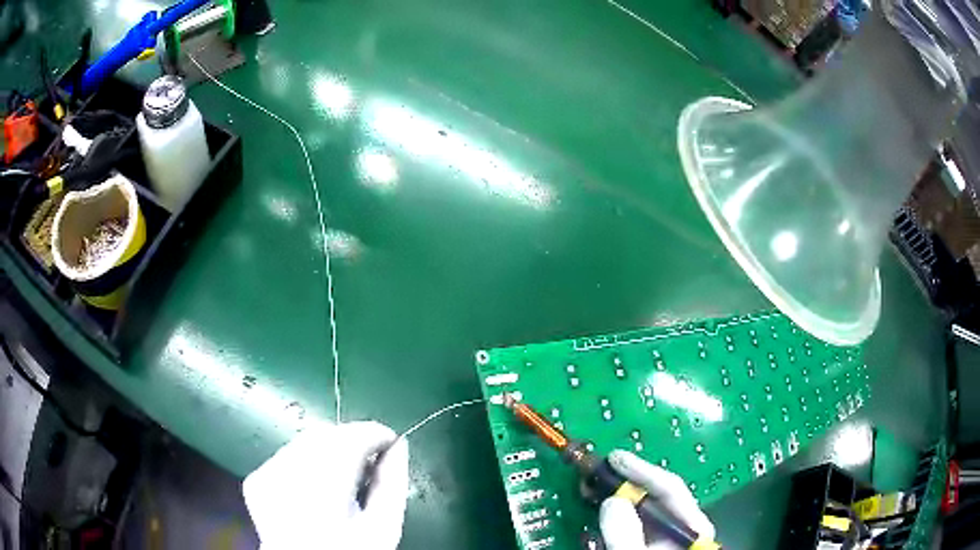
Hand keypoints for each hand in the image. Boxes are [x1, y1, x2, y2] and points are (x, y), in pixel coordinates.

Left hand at [242, 421, 409, 549]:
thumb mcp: (383, 528)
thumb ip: (392, 483)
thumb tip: (399, 446)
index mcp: (324, 491)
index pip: (350, 439)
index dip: (375, 434)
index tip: (391, 443)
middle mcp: (288, 476)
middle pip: (325, 436)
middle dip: (351, 441)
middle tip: (370, 463)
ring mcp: (266, 476)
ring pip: (305, 442)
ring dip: (329, 450)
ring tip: (344, 478)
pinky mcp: (256, 480)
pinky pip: (287, 456)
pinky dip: (306, 461)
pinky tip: (316, 486)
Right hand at [599, 450, 715, 549]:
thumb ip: (627, 533)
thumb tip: (614, 501)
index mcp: (694, 527)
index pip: (672, 488)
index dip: (642, 470)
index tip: (615, 457)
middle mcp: (686, 526)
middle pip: (659, 494)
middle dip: (629, 480)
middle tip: (603, 466)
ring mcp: (672, 535)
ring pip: (647, 508)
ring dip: (621, 495)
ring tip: (598, 484)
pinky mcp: (657, 543)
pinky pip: (638, 523)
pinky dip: (619, 514)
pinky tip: (604, 509)